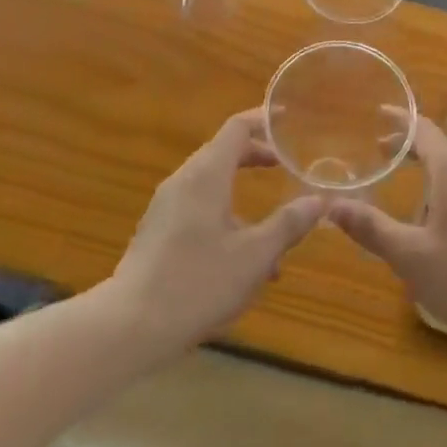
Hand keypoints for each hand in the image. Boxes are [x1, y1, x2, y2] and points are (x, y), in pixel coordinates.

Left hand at [110, 110, 325, 355]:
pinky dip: (224, 216)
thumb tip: (318, 200)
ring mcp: (166, 206)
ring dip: (242, 196)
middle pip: (223, 152)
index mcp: (207, 174)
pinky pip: (197, 208)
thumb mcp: (254, 257)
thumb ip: (288, 225)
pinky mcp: (157, 232)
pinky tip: (241, 263)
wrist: (128, 327)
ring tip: (273, 233)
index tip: (287, 120)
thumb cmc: (197, 283)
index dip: (263, 120)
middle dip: (256, 157)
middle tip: (285, 166)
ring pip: (211, 185)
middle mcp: (184, 180)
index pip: (237, 128)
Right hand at [329, 116, 446, 355]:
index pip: (423, 130)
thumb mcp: (410, 255)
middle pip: (439, 145)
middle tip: (378, 150)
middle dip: (408, 145)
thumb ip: (371, 228)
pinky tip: (432, 217)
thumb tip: (331, 205)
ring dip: (426, 166)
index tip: (378, 113)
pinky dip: (440, 184)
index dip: (400, 120)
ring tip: (401, 181)